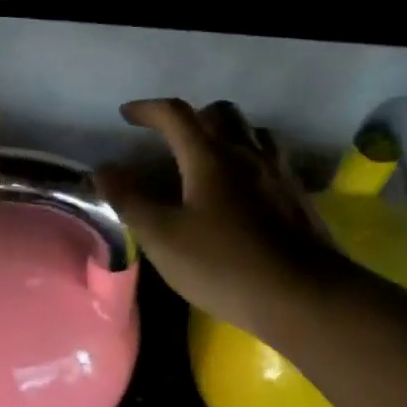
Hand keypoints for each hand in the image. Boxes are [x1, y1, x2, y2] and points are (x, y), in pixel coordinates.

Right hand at [96, 99, 344, 337]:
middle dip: (192, 117)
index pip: (175, 115)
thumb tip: (103, 169)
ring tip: (209, 158)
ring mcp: (278, 173)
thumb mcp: (163, 237)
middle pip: (220, 113)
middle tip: (172, 139)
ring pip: (252, 133)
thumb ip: (130, 200)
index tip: (127, 114)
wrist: (303, 296)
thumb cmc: (224, 265)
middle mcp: (247, 154)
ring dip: (227, 134)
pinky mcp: (298, 197)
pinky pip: (272, 159)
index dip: (148, 110)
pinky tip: (244, 189)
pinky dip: (250, 159)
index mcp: (210, 157)